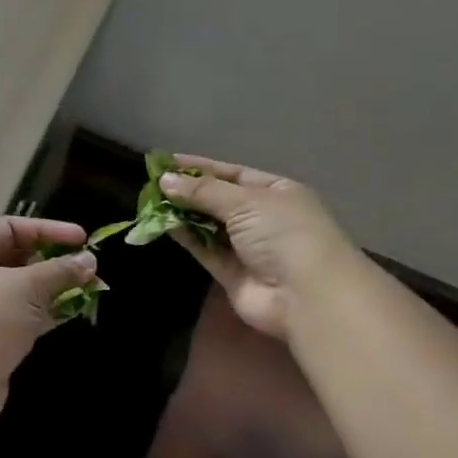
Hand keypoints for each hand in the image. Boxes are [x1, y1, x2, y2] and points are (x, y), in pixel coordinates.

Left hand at [0, 217, 97, 423]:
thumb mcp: (25, 286)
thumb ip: (59, 271)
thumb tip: (89, 259)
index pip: (10, 227)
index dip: (47, 230)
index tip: (83, 239)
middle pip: (15, 258)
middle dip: (52, 261)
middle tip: (88, 266)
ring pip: (21, 290)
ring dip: (53, 289)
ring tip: (90, 288)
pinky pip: (22, 317)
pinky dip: (45, 314)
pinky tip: (74, 312)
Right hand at [159, 157, 361, 341]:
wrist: (307, 296)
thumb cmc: (284, 234)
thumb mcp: (245, 201)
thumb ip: (203, 191)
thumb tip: (165, 180)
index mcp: (276, 192)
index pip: (233, 173)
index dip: (201, 167)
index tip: (167, 161)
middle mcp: (263, 218)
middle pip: (219, 199)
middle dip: (188, 191)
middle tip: (153, 182)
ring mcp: (248, 247)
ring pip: (209, 225)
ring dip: (183, 213)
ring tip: (150, 201)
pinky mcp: (232, 274)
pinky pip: (205, 249)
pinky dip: (186, 237)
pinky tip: (163, 224)